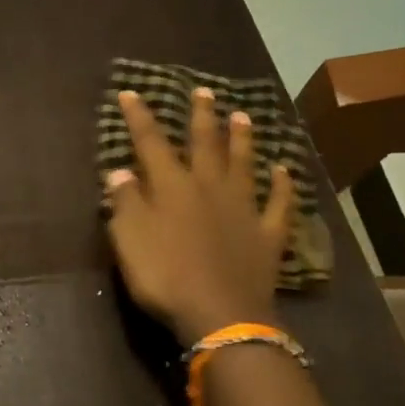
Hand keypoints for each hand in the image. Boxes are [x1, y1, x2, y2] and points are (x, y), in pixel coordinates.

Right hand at [104, 86, 295, 346]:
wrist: (220, 314)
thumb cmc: (165, 276)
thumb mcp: (130, 240)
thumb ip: (124, 202)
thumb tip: (119, 171)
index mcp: (172, 187)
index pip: (151, 143)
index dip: (140, 117)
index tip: (130, 93)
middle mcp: (209, 187)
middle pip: (205, 144)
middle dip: (201, 116)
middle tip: (204, 91)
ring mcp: (243, 209)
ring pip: (243, 164)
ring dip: (242, 139)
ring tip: (242, 116)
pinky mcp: (268, 234)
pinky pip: (279, 203)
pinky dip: (283, 185)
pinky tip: (285, 170)